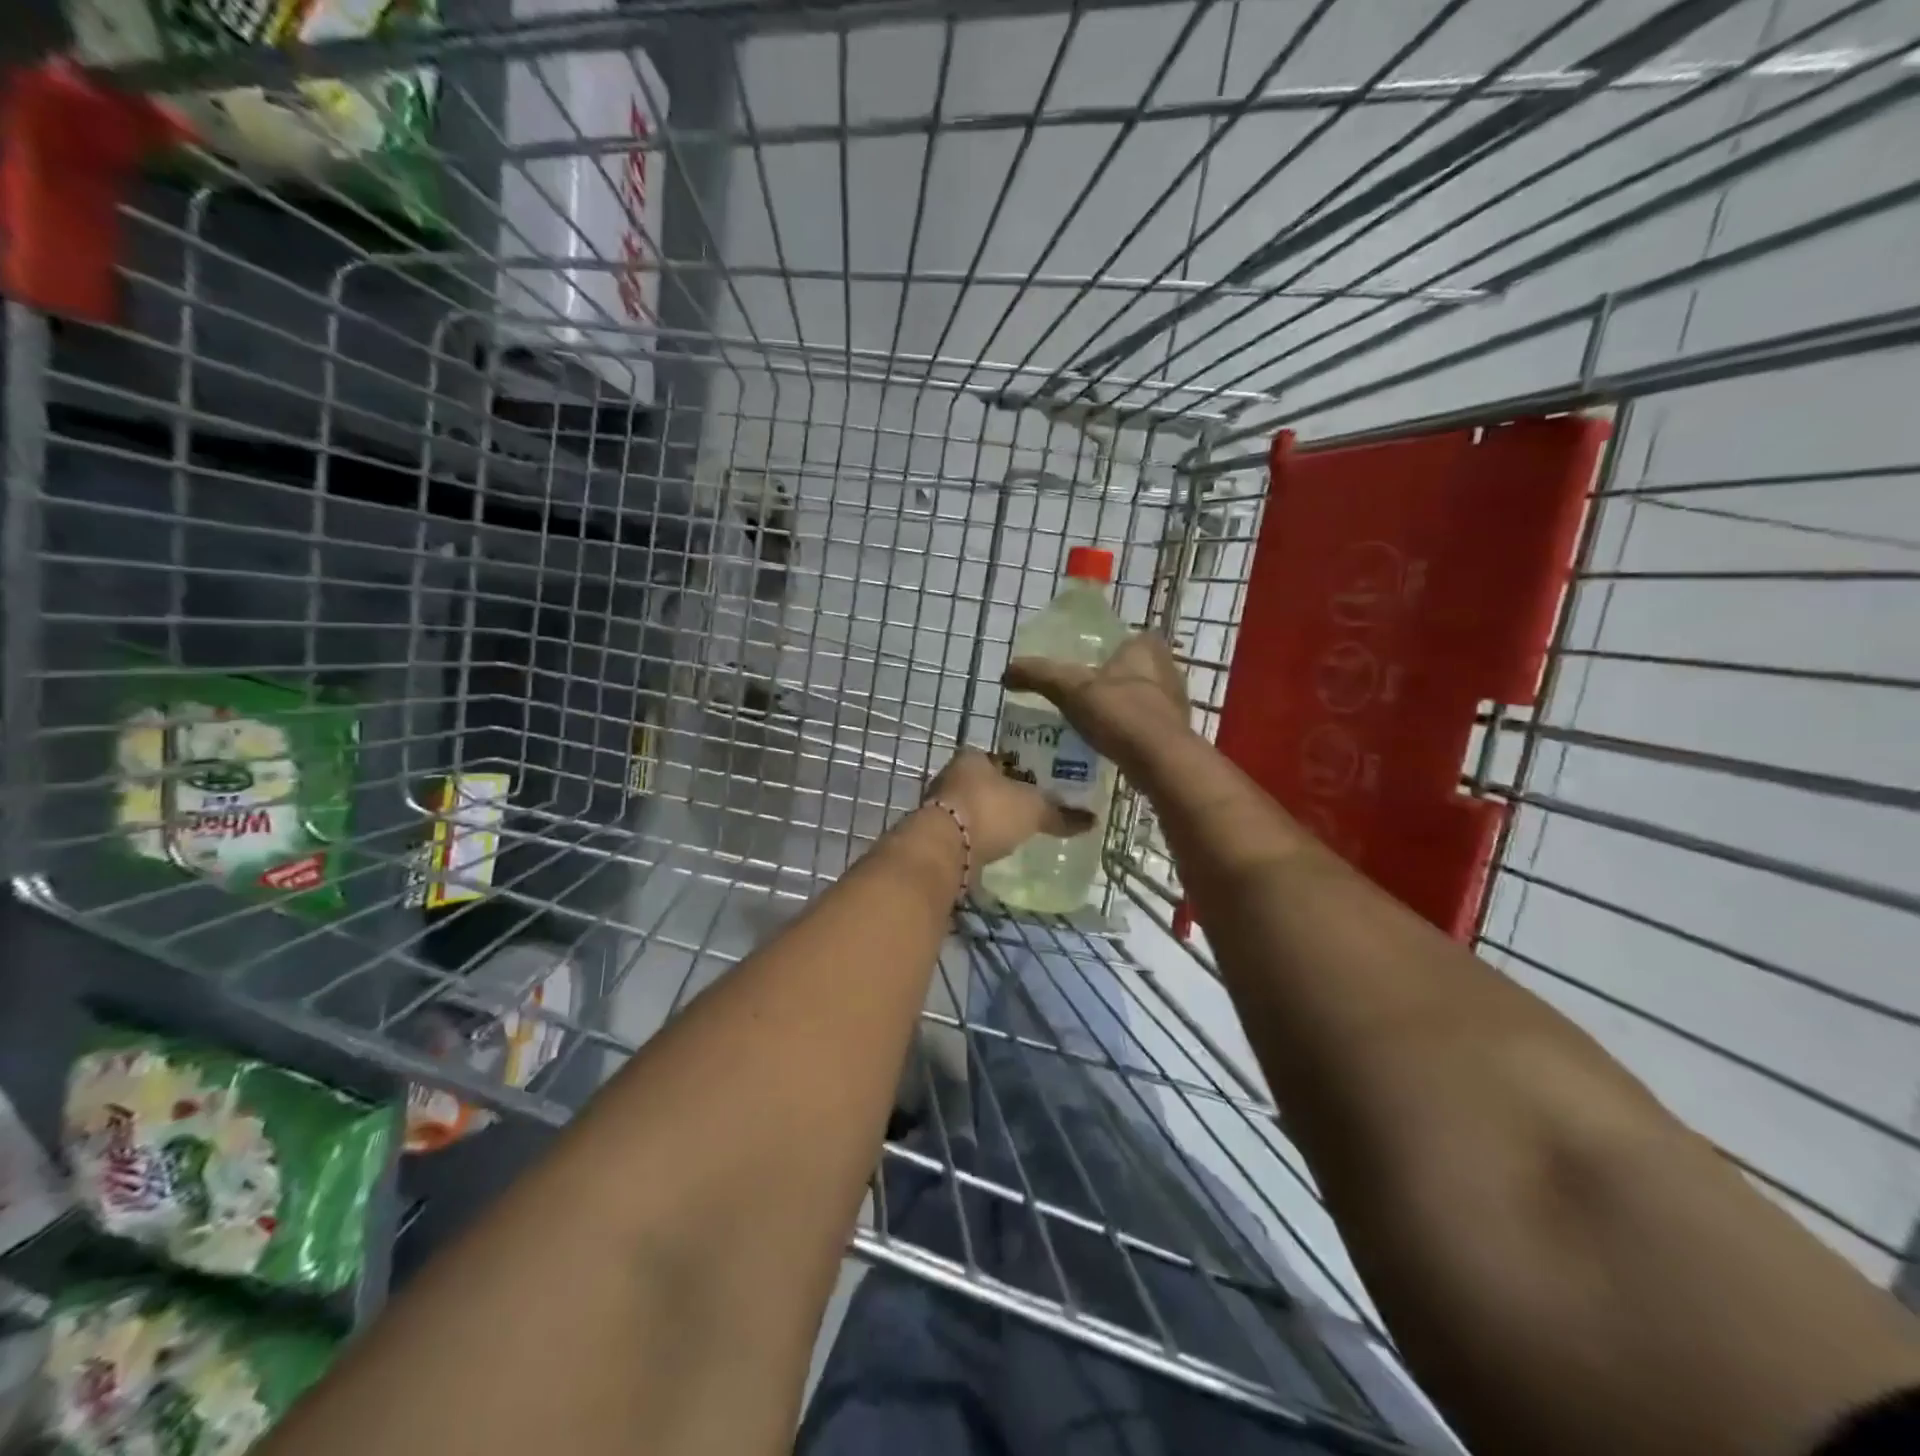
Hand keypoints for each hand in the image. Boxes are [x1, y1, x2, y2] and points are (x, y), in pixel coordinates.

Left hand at [924, 748, 1092, 869]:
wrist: (944, 847)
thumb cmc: (990, 811)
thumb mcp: (1034, 810)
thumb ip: (1061, 814)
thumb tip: (1093, 820)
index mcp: (972, 757)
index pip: (1000, 758)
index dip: (1019, 771)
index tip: (1035, 786)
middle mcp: (950, 775)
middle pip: (983, 783)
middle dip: (1002, 795)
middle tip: (1027, 811)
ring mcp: (938, 804)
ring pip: (971, 807)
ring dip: (987, 818)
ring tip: (1012, 833)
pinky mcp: (934, 834)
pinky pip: (963, 832)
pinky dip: (977, 839)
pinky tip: (992, 849)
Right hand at [1004, 633, 1190, 767]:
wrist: (1161, 762)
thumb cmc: (1120, 714)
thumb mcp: (1070, 689)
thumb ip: (1039, 675)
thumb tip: (1007, 671)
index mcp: (1146, 648)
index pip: (1124, 638)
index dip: (1104, 649)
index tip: (1081, 664)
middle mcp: (1167, 669)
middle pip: (1131, 669)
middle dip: (1109, 680)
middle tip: (1080, 693)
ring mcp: (1174, 703)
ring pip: (1139, 697)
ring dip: (1118, 706)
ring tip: (1089, 719)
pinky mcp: (1174, 733)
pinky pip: (1144, 724)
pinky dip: (1127, 730)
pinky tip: (1107, 741)